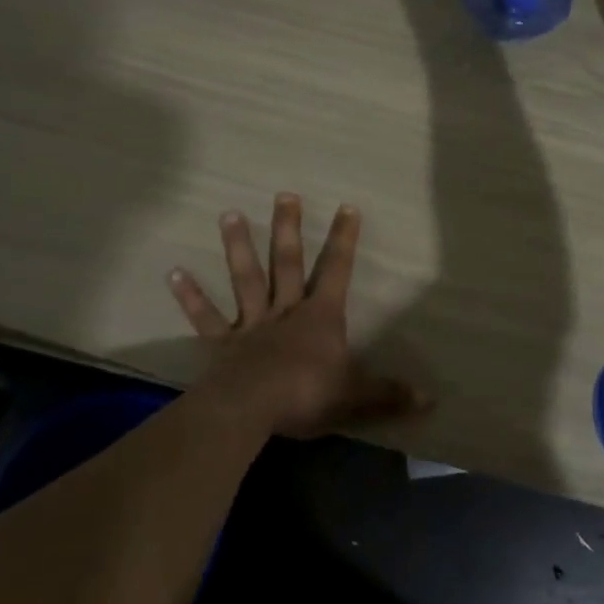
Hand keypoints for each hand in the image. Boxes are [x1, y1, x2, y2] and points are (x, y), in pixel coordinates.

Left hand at [168, 194, 427, 438]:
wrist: (251, 410)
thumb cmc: (306, 395)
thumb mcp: (356, 396)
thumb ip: (389, 395)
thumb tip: (430, 400)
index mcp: (320, 317)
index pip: (337, 269)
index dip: (344, 238)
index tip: (347, 206)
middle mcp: (285, 310)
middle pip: (287, 262)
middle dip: (288, 228)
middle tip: (284, 194)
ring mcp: (251, 324)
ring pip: (245, 278)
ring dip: (238, 247)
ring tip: (229, 213)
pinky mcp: (222, 344)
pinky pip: (206, 318)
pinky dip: (190, 297)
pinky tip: (173, 273)